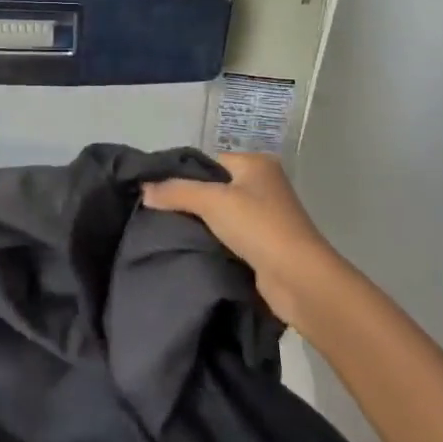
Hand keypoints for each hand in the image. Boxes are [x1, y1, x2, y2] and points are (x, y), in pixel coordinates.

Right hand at [142, 153, 345, 329]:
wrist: (299, 279)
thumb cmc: (258, 227)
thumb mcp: (211, 201)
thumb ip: (175, 191)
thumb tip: (143, 189)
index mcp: (256, 164)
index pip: (209, 161)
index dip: (182, 175)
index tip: (155, 191)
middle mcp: (263, 185)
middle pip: (213, 187)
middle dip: (188, 201)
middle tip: (157, 212)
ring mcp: (265, 216)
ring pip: (219, 214)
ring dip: (200, 224)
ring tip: (168, 231)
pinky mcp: (264, 245)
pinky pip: (228, 236)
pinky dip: (212, 241)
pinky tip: (190, 248)